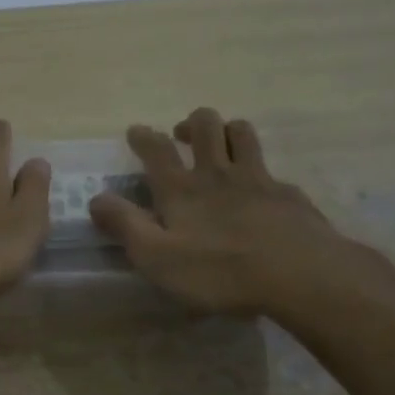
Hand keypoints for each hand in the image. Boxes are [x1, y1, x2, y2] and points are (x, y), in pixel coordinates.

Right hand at [88, 107, 394, 321]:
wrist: (298, 272)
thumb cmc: (219, 270)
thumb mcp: (157, 257)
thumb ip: (125, 225)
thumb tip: (96, 199)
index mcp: (182, 188)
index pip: (156, 149)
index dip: (143, 136)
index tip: (136, 131)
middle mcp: (217, 173)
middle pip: (206, 125)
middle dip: (192, 122)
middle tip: (184, 134)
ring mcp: (257, 178)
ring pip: (242, 134)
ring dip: (228, 131)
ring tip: (222, 143)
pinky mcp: (287, 194)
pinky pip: (272, 169)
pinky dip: (262, 172)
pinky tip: (263, 191)